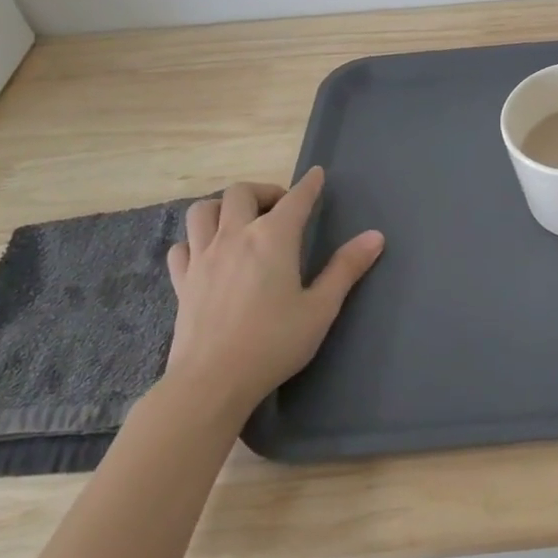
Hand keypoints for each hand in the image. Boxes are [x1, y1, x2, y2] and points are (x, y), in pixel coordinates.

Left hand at [163, 168, 383, 420]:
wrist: (211, 382)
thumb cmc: (273, 343)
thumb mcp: (321, 308)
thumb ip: (346, 268)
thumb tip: (375, 236)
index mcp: (273, 238)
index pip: (296, 199)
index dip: (309, 184)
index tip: (317, 175)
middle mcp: (235, 236)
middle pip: (240, 192)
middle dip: (264, 191)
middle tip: (280, 208)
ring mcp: (203, 257)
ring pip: (203, 211)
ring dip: (222, 207)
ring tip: (240, 222)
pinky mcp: (182, 282)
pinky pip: (182, 246)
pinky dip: (195, 241)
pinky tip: (208, 254)